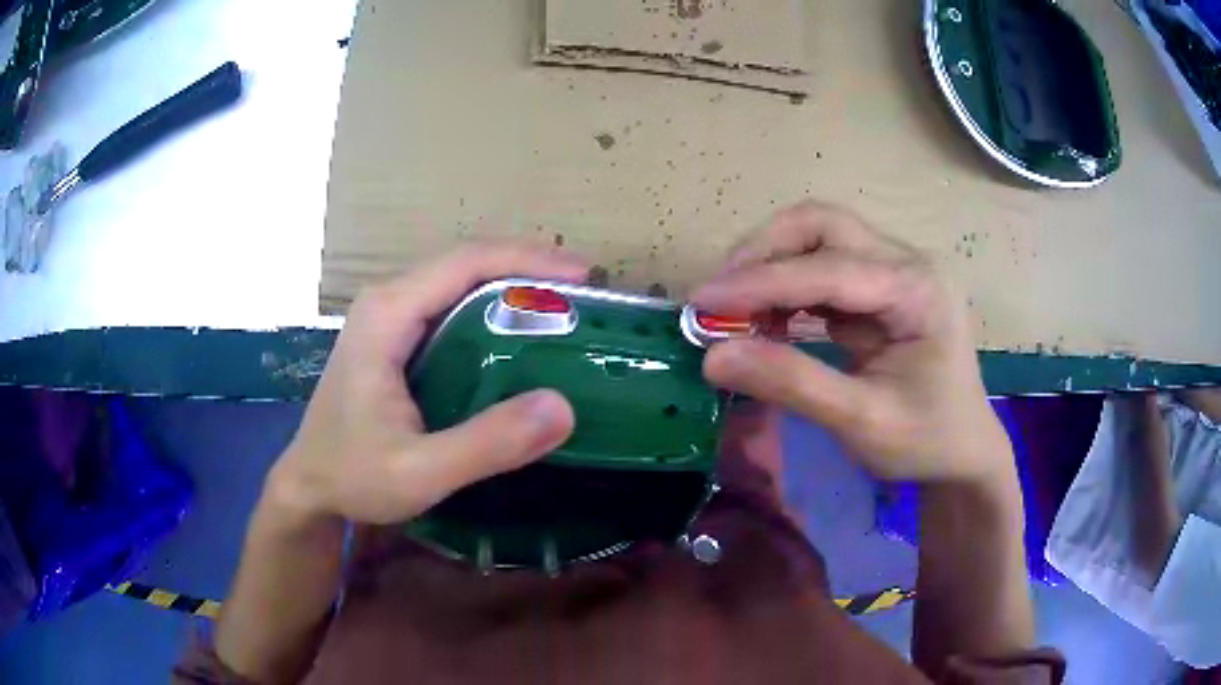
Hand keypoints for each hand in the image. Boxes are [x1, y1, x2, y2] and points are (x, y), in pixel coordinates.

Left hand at [268, 244, 587, 526]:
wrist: (308, 486)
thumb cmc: (352, 476)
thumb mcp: (419, 472)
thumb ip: (486, 444)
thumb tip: (562, 407)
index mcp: (387, 314)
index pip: (466, 262)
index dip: (528, 260)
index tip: (582, 277)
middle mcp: (387, 301)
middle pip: (466, 262)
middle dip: (528, 268)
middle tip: (584, 295)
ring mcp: (388, 316)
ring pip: (460, 281)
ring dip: (513, 286)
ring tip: (564, 309)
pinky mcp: (393, 337)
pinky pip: (451, 306)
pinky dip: (493, 310)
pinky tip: (521, 334)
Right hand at [692, 201, 1010, 483]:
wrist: (965, 454)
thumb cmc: (926, 442)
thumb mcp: (862, 422)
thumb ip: (792, 384)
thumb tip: (713, 357)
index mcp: (918, 291)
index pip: (829, 269)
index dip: (761, 282)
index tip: (703, 302)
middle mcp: (909, 263)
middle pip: (824, 225)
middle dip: (764, 251)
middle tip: (720, 294)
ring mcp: (897, 271)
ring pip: (820, 238)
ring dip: (772, 265)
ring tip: (736, 310)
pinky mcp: (882, 288)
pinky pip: (825, 269)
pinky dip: (788, 287)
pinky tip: (768, 319)